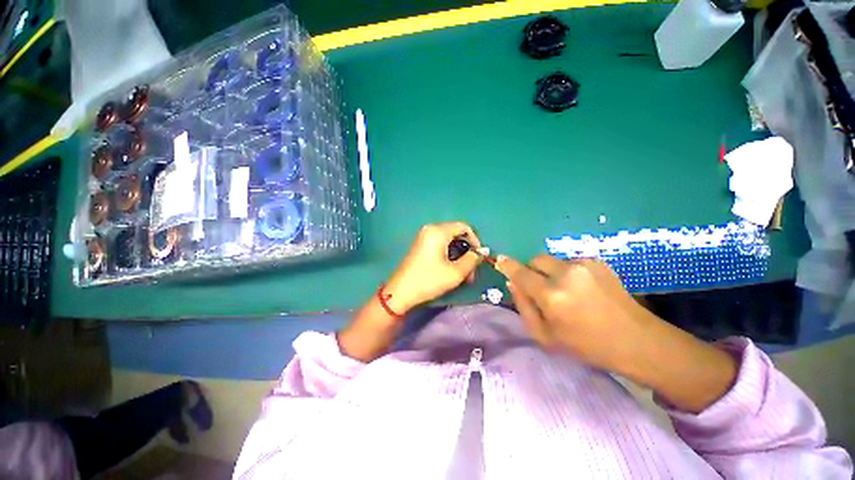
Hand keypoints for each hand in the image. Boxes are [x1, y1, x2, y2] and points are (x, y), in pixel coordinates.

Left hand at [338, 222, 481, 362]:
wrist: (400, 292)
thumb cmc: (428, 280)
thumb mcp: (455, 272)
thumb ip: (472, 260)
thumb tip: (482, 252)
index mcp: (438, 231)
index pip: (463, 227)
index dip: (475, 240)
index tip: (479, 257)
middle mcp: (430, 230)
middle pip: (456, 234)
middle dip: (466, 251)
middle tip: (471, 271)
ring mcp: (423, 238)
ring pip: (449, 242)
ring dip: (458, 256)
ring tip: (463, 275)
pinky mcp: (420, 246)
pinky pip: (440, 246)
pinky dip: (449, 256)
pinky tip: (451, 271)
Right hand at [495, 255, 651, 370]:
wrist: (637, 341)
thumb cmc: (586, 345)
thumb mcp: (545, 336)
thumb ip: (523, 307)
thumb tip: (512, 283)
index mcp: (552, 296)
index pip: (520, 273)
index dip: (508, 266)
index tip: (500, 260)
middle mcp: (566, 274)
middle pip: (536, 260)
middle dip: (531, 270)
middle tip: (540, 288)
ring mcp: (584, 265)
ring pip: (553, 261)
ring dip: (550, 273)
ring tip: (567, 292)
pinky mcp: (597, 262)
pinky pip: (570, 262)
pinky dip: (567, 273)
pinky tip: (582, 289)